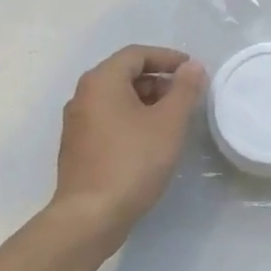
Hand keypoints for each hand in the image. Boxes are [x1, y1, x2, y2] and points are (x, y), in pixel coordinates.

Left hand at [51, 45, 207, 236]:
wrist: (91, 216)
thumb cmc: (133, 161)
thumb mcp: (169, 122)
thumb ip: (185, 90)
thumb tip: (192, 66)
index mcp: (102, 82)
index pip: (136, 54)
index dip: (167, 57)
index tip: (192, 70)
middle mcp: (83, 96)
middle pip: (124, 74)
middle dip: (158, 80)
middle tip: (186, 96)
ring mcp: (77, 123)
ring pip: (116, 98)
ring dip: (147, 100)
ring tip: (173, 119)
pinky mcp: (78, 148)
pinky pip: (109, 119)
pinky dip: (132, 119)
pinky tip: (151, 140)